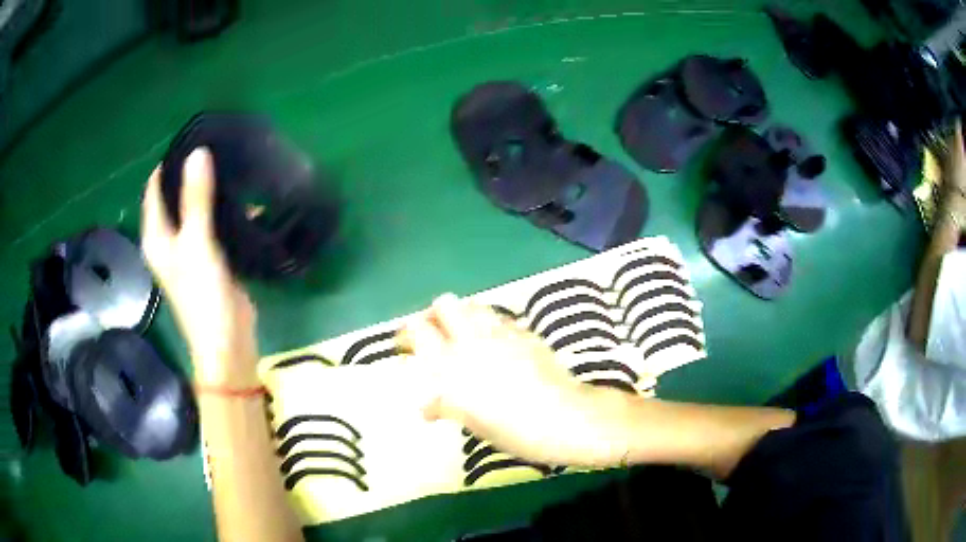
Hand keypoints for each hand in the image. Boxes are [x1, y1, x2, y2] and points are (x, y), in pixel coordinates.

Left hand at [141, 148, 258, 386]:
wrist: (227, 342)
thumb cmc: (203, 295)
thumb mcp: (197, 243)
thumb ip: (196, 198)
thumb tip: (197, 152)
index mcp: (156, 235)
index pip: (155, 189)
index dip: (169, 164)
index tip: (192, 139)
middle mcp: (169, 239)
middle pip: (175, 196)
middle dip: (191, 173)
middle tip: (216, 147)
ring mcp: (190, 248)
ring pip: (196, 209)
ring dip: (209, 190)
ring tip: (230, 164)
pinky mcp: (211, 257)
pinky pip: (214, 224)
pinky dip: (224, 210)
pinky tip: (244, 198)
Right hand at [399, 294, 618, 465]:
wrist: (564, 418)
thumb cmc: (512, 430)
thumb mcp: (472, 423)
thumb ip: (445, 406)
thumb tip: (425, 407)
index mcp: (451, 364)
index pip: (418, 330)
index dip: (408, 332)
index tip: (406, 344)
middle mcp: (472, 339)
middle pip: (444, 304)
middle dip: (436, 315)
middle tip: (437, 335)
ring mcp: (501, 332)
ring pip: (473, 305)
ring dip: (464, 316)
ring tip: (466, 337)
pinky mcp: (525, 332)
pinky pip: (500, 318)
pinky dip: (491, 324)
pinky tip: (498, 344)